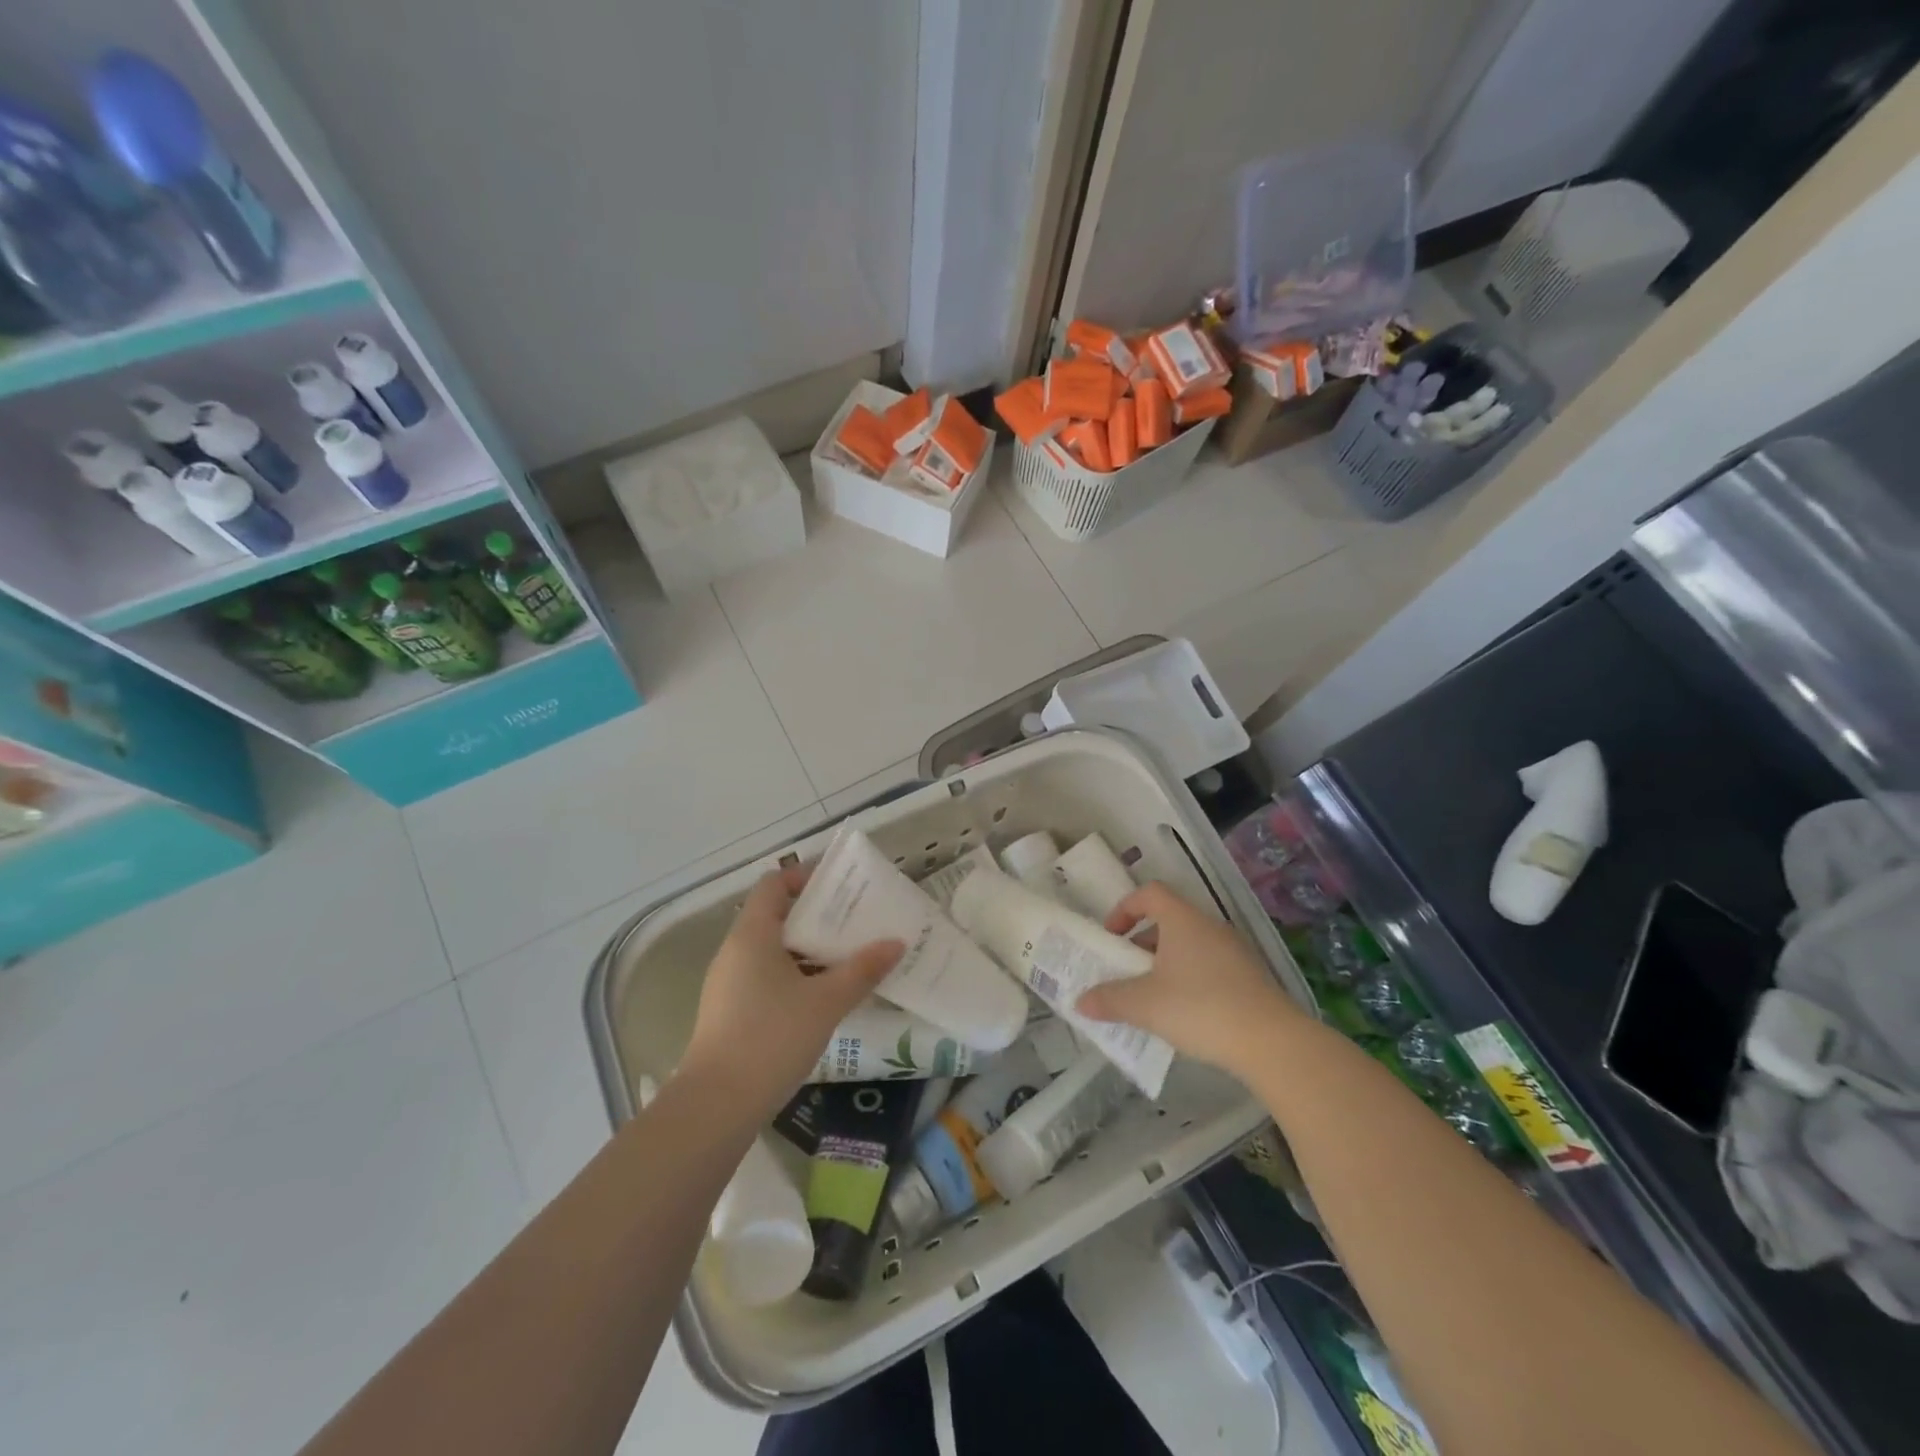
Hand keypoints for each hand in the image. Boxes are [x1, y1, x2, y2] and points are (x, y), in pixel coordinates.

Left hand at [678, 865, 903, 1122]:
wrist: (716, 1106)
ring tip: (848, 957)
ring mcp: (729, 983)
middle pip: (776, 916)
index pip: (774, 884)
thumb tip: (896, 943)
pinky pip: (766, 976)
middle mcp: (735, 950)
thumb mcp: (826, 1002)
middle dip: (818, 916)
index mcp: (752, 934)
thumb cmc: (771, 1038)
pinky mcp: (731, 1011)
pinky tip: (824, 996)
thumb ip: (863, 970)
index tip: (841, 886)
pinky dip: (795, 975)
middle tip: (857, 922)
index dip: (805, 877)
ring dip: (809, 949)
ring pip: (773, 950)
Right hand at [1075, 881, 1303, 1076]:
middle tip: (1126, 971)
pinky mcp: (1251, 977)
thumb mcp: (1145, 1005)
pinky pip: (1210, 966)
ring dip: (1165, 963)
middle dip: (1142, 943)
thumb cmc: (1200, 1008)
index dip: (1125, 908)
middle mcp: (1210, 927)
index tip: (1111, 936)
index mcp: (1182, 920)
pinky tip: (1185, 1014)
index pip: (1149, 893)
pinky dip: (1190, 979)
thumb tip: (1081, 1002)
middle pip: (1169, 920)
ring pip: (1190, 945)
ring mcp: (1235, 951)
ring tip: (1151, 997)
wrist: (1271, 1042)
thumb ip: (1109, 999)